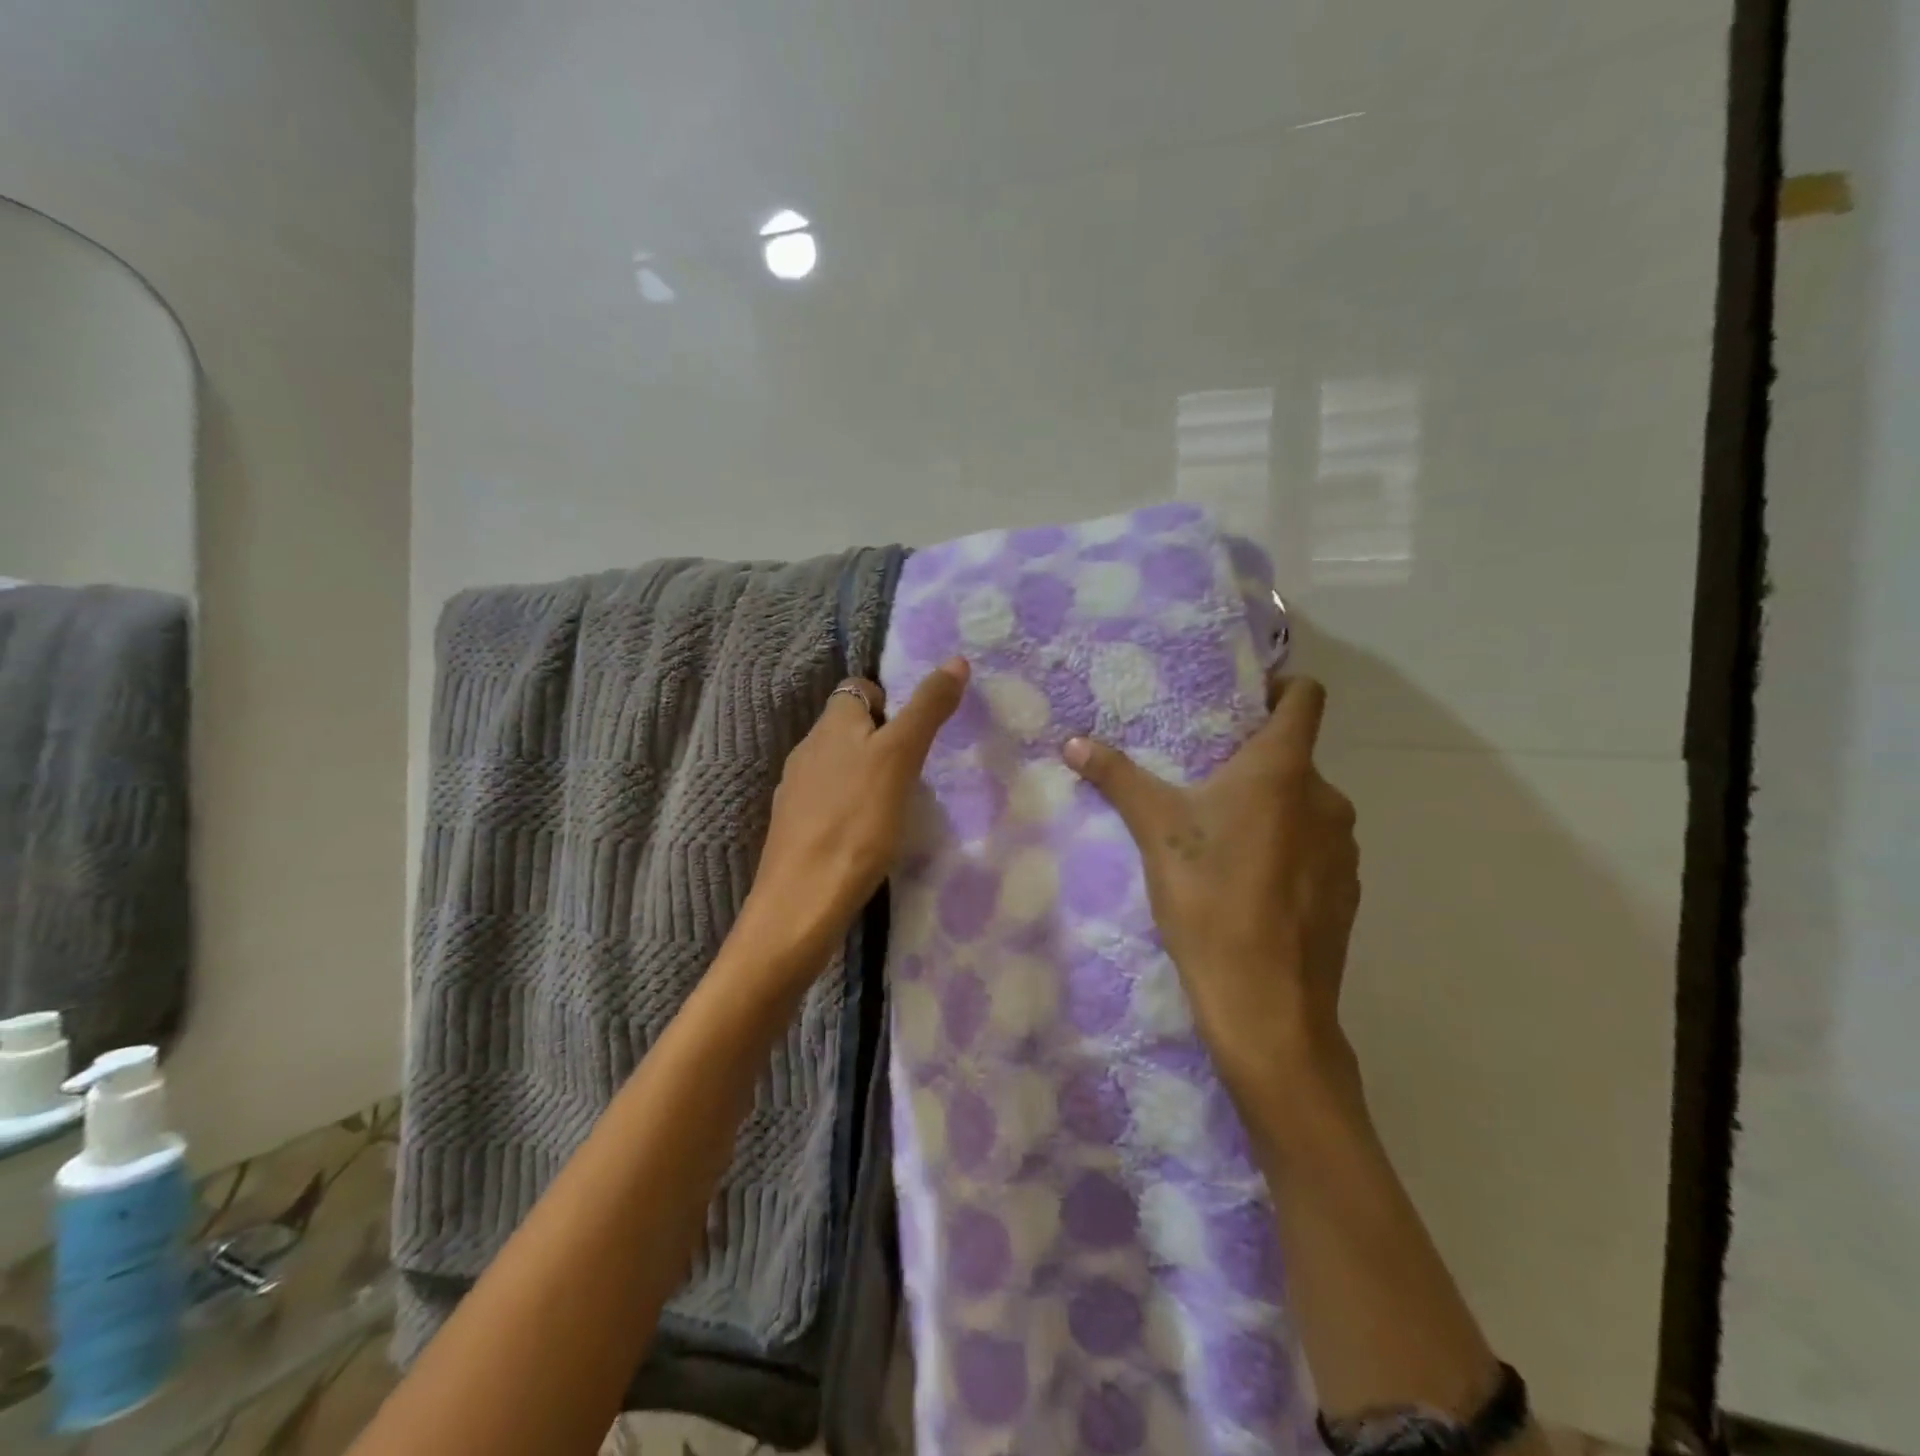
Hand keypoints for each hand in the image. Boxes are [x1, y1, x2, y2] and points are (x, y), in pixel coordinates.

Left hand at [743, 657, 970, 974]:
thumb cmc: (857, 822)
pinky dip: (852, 807)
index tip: (917, 731)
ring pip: (839, 766)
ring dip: (868, 774)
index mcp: (830, 724)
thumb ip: (926, 709)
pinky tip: (868, 834)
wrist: (803, 902)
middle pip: (849, 728)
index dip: (890, 700)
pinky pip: (830, 801)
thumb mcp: (900, 757)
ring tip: (898, 803)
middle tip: (916, 769)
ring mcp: (796, 791)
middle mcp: (806, 749)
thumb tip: (955, 660)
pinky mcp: (796, 829)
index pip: (859, 688)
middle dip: (883, 739)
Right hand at [1063, 677, 1360, 1104]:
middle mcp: (1326, 798)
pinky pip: (1316, 848)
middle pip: (1296, 757)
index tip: (1243, 700)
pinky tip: (1251, 882)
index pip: (1304, 698)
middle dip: (1254, 761)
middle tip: (1205, 779)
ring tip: (1224, 834)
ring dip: (1271, 808)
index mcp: (1283, 770)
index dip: (1280, 687)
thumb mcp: (1155, 831)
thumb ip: (1118, 778)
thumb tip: (1072, 741)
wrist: (1265, 1003)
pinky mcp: (1346, 891)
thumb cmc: (1210, 898)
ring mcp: (1343, 848)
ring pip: (1305, 806)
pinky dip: (1288, 849)